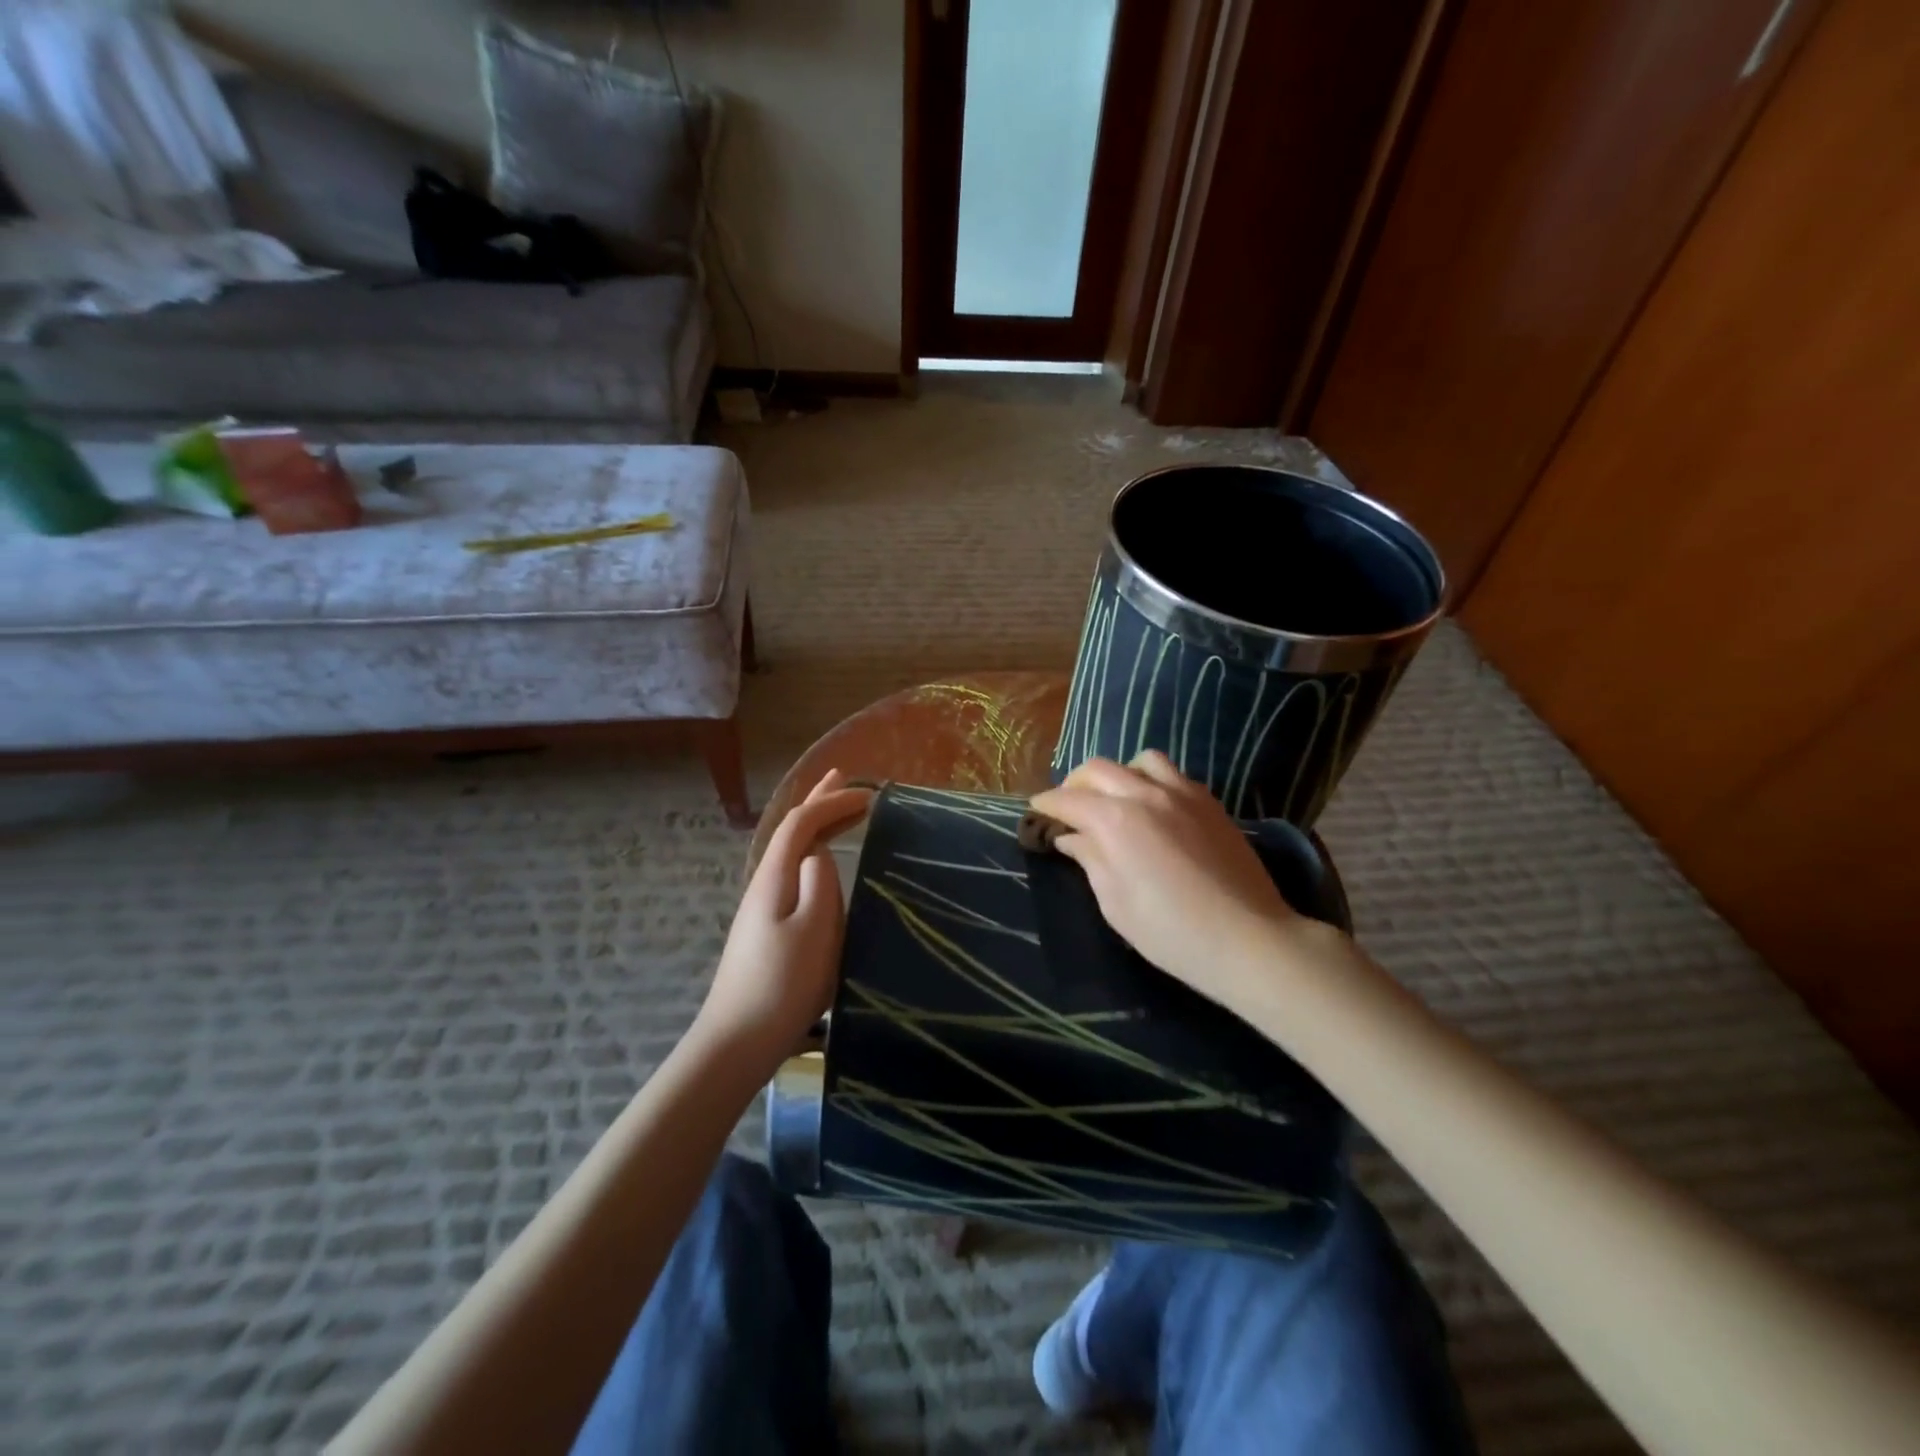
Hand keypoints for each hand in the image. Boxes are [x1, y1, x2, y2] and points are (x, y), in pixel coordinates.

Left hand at [695, 770, 872, 1062]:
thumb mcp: (814, 930)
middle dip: (818, 802)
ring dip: (816, 826)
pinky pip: (794, 873)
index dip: (832, 801)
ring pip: (792, 852)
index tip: (869, 795)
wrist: (737, 1040)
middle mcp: (765, 884)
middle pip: (791, 831)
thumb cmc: (782, 984)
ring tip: (836, 811)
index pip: (802, 823)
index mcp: (775, 878)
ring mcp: (762, 907)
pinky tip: (821, 866)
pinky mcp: (767, 929)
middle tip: (843, 777)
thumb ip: (820, 884)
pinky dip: (813, 854)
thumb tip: (821, 855)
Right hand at [1029, 753, 1347, 1017]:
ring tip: (1116, 800)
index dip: (1046, 805)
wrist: (1248, 939)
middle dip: (1074, 784)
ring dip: (1118, 775)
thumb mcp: (1115, 904)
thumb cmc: (1170, 932)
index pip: (1067, 800)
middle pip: (1097, 769)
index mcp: (1115, 820)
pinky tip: (1154, 808)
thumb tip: (1072, 838)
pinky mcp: (1210, 802)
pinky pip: (1173, 775)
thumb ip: (1091, 860)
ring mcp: (1182, 793)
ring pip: (1139, 761)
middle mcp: (1145, 794)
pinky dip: (1152, 781)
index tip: (1036, 812)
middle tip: (1069, 808)